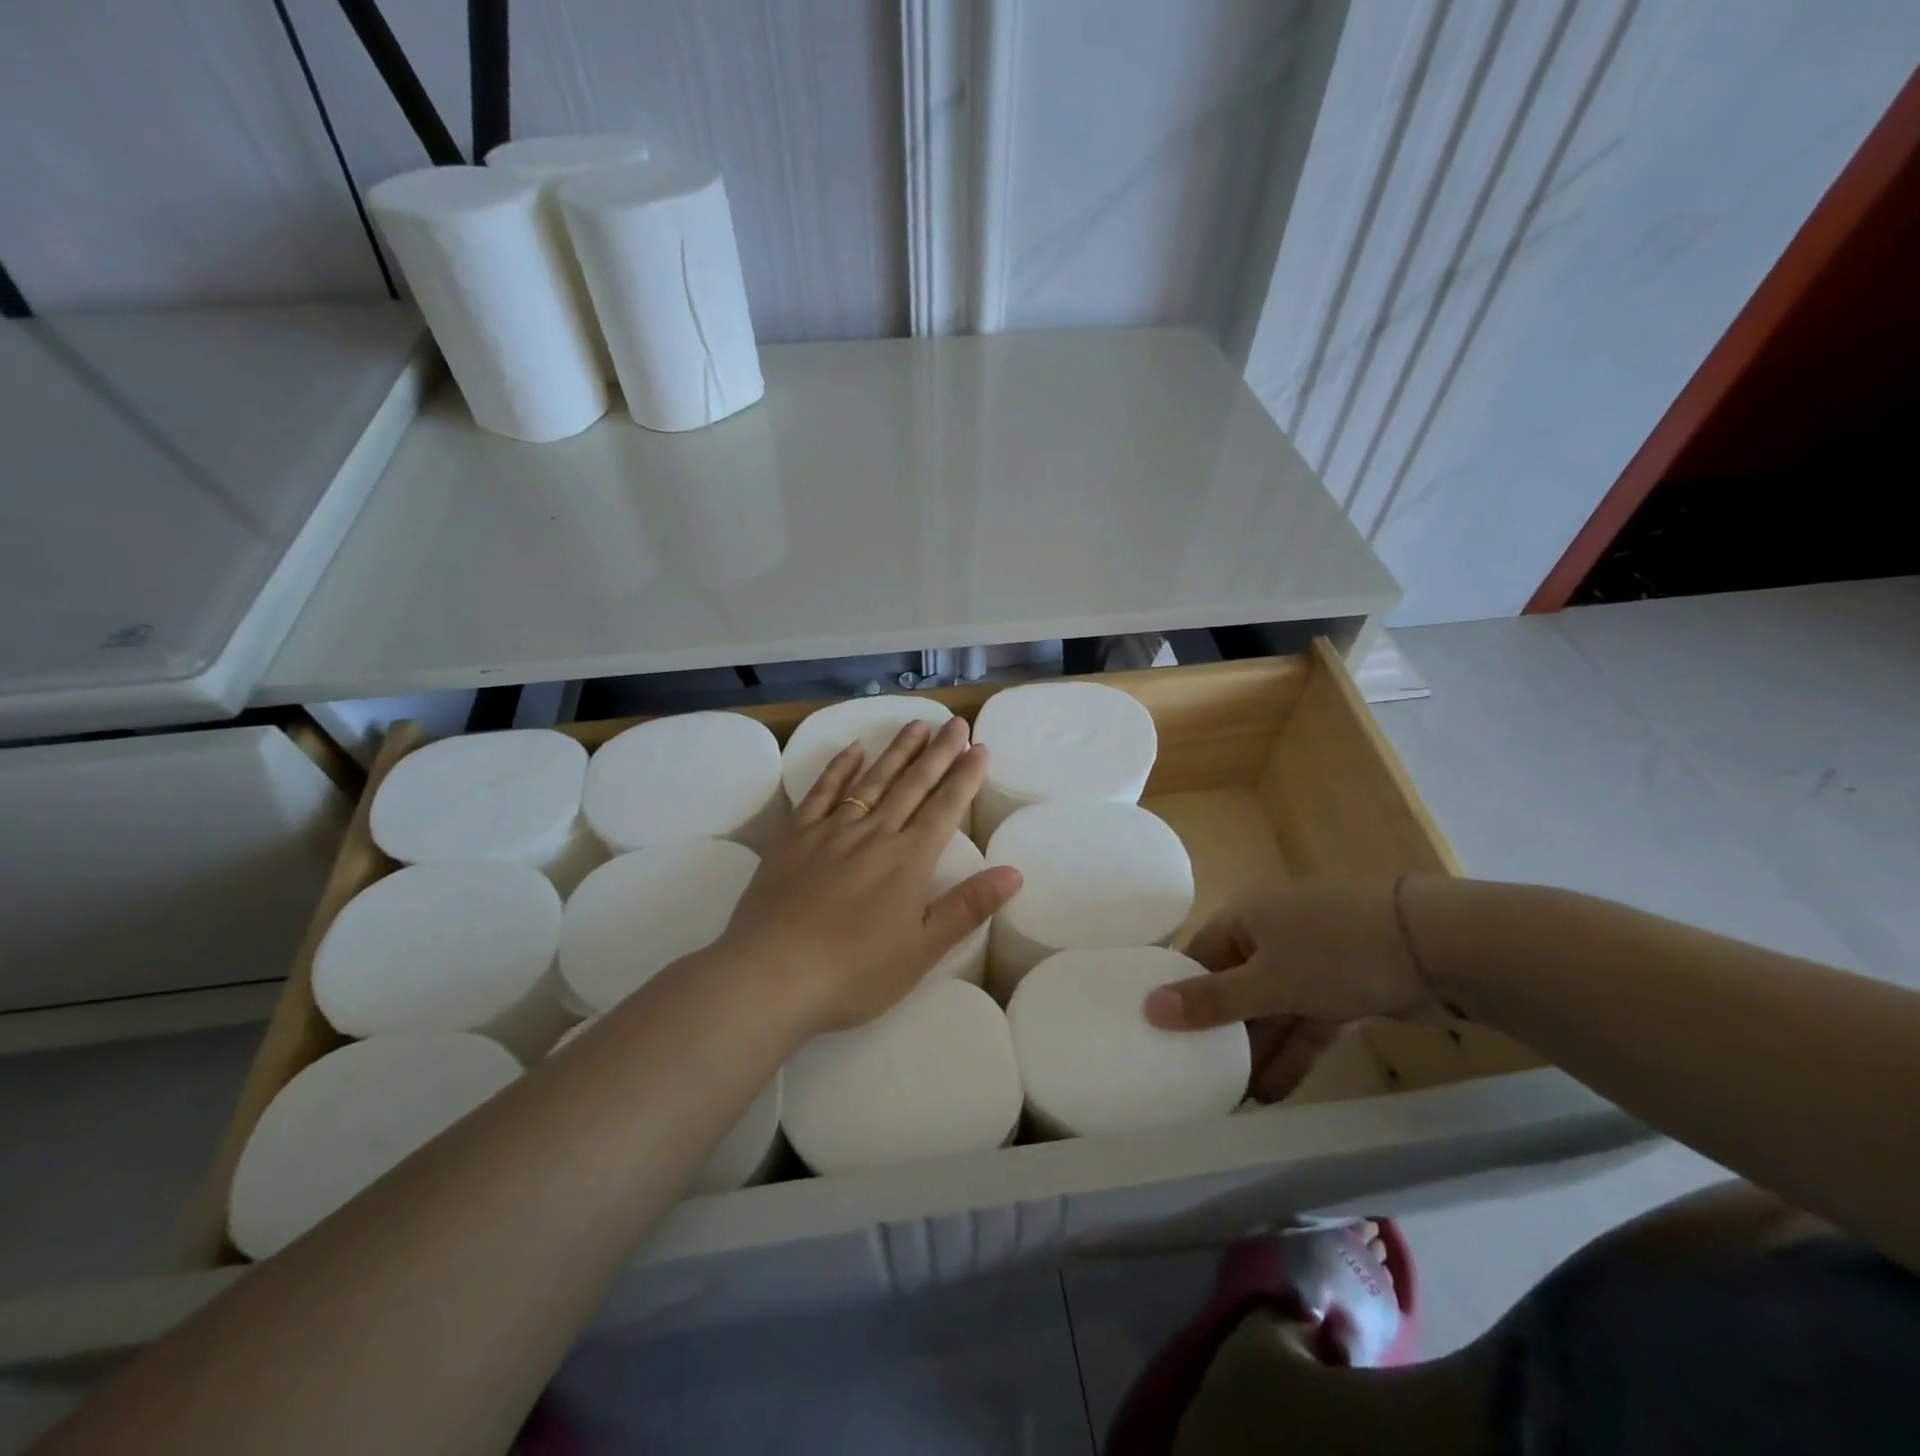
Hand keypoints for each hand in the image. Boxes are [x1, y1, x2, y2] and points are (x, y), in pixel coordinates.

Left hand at [716, 717, 1021, 1032]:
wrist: (771, 976)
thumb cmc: (854, 973)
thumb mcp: (922, 950)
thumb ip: (967, 907)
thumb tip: (1014, 872)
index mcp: (908, 860)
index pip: (945, 808)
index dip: (965, 777)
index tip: (979, 747)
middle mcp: (874, 834)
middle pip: (913, 784)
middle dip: (938, 752)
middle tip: (956, 722)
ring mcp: (831, 831)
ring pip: (872, 780)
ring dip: (897, 751)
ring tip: (917, 725)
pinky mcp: (794, 836)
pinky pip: (822, 792)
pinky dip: (839, 768)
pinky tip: (853, 749)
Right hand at [1143, 877, 1444, 1099]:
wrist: (1438, 946)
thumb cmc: (1336, 952)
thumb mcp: (1268, 980)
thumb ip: (1212, 1000)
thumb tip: (1148, 1008)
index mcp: (1246, 917)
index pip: (1199, 956)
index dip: (1180, 994)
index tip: (1162, 1036)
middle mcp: (1274, 933)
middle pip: (1236, 986)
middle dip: (1221, 1032)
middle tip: (1196, 1077)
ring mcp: (1313, 961)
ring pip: (1273, 1009)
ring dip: (1257, 1051)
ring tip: (1231, 1098)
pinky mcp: (1347, 988)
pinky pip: (1308, 1023)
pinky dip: (1293, 1053)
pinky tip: (1273, 1094)